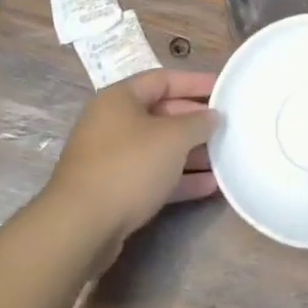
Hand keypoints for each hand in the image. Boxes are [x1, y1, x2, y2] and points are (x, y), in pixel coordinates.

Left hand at [43, 70, 218, 263]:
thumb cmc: (129, 166)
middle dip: (195, 121)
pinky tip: (209, 186)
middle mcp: (112, 123)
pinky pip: (151, 176)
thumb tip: (212, 116)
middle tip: (226, 126)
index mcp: (120, 99)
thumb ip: (197, 122)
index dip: (195, 82)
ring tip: (224, 157)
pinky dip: (178, 178)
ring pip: (158, 148)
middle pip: (161, 114)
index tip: (224, 88)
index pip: (163, 79)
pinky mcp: (113, 191)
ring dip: (190, 153)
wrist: (80, 228)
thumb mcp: (172, 138)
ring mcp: (110, 159)